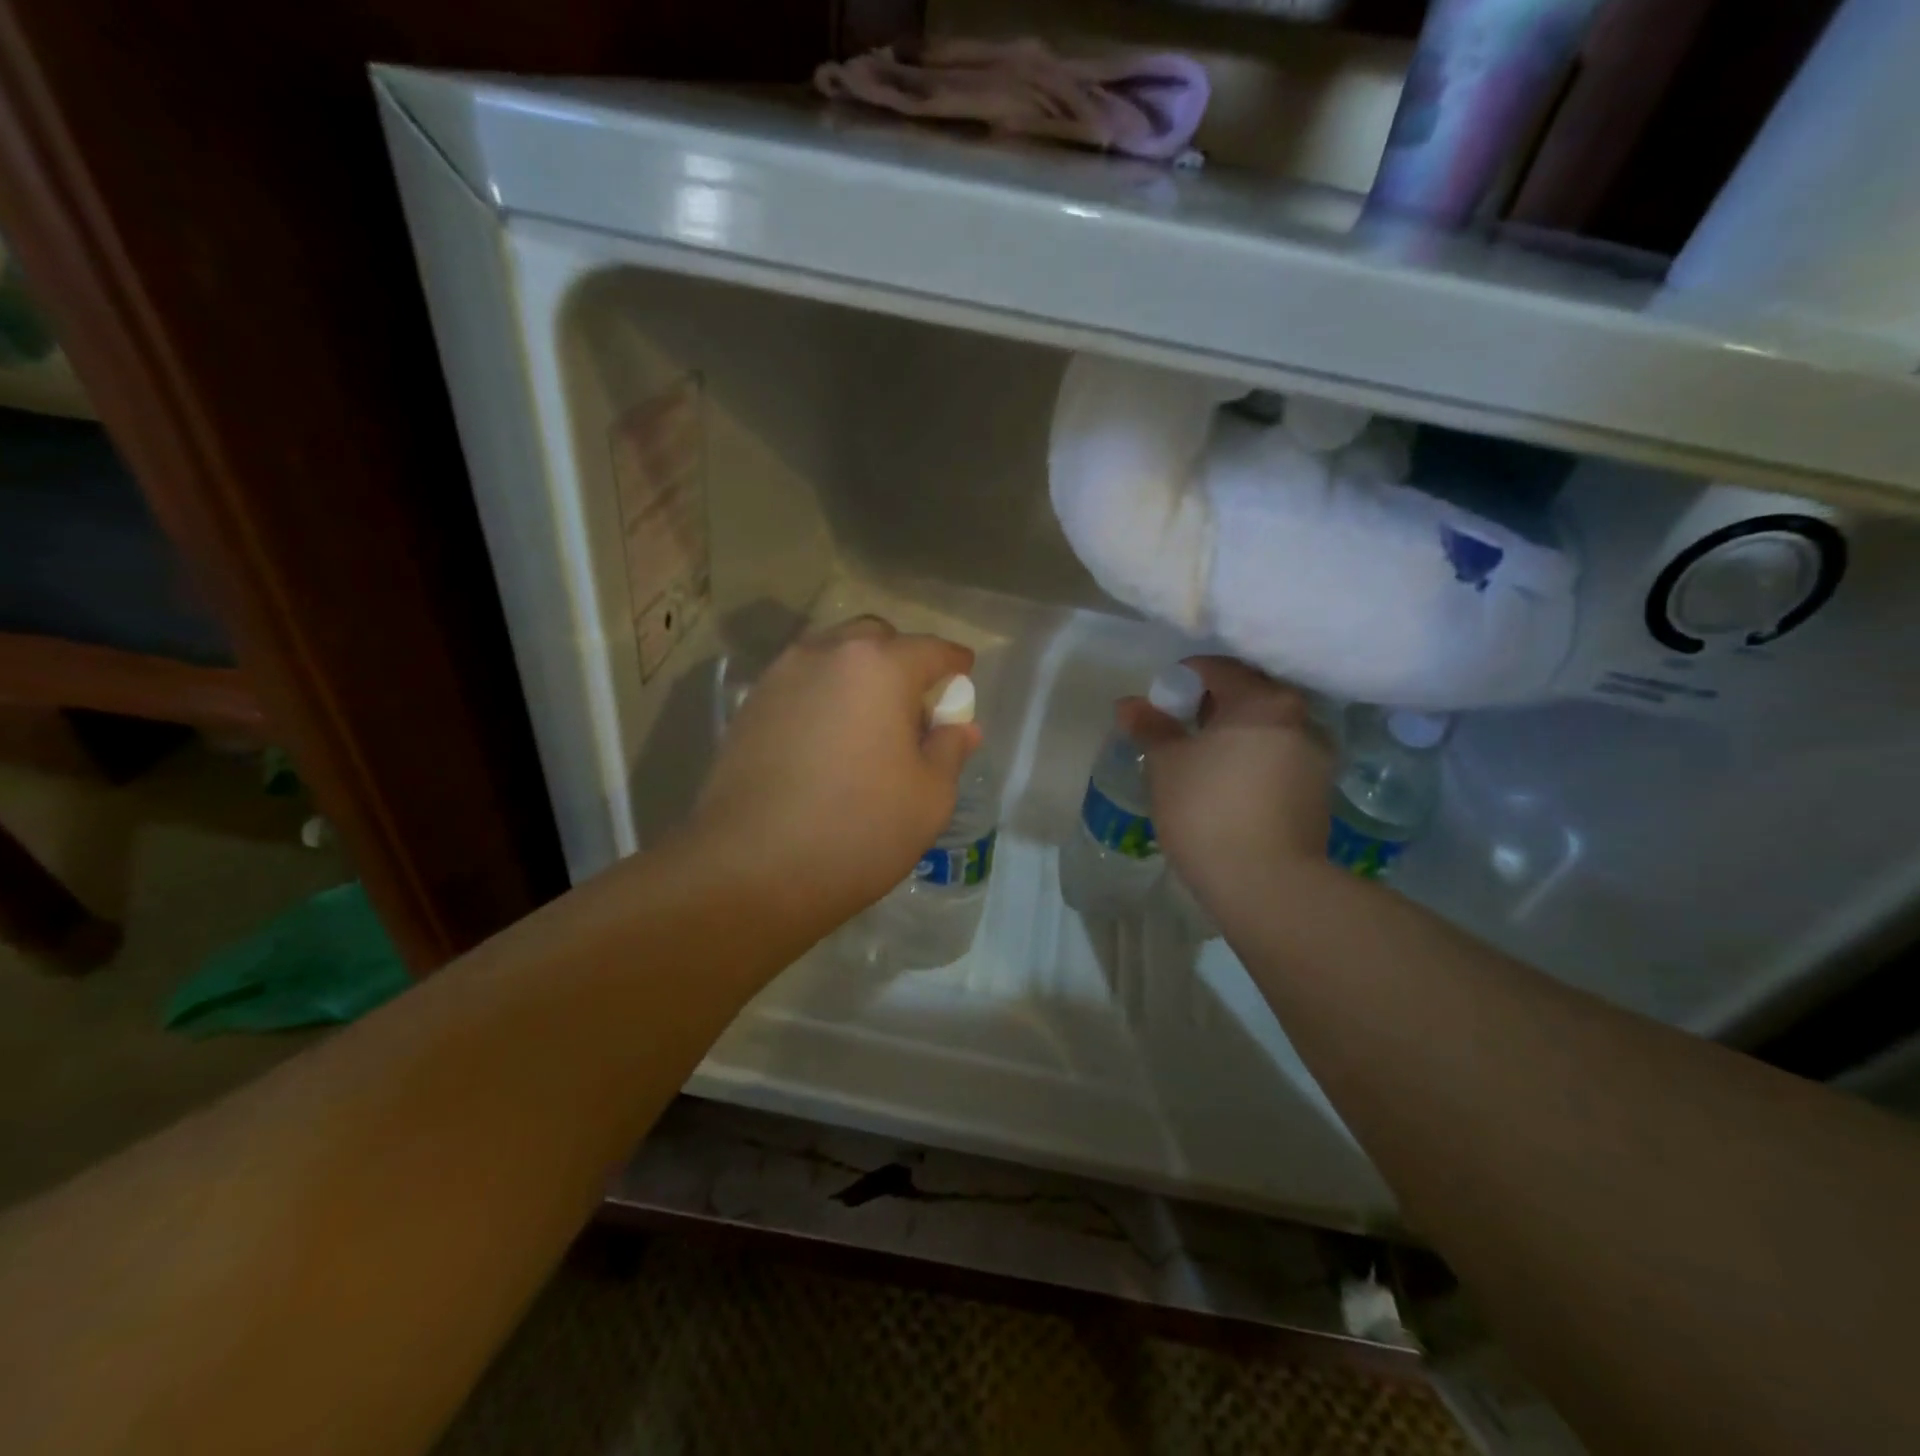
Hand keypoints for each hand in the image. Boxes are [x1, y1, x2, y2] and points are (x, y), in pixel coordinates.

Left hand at [689, 617, 980, 928]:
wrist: (751, 868)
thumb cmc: (859, 829)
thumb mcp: (930, 797)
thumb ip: (950, 750)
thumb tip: (960, 727)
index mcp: (879, 667)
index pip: (930, 649)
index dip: (953, 663)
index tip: (962, 676)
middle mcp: (826, 654)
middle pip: (875, 639)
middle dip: (901, 659)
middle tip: (912, 704)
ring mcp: (780, 677)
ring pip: (831, 655)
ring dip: (858, 674)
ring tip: (867, 721)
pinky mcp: (750, 706)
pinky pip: (800, 684)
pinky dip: (823, 695)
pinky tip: (826, 738)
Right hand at [1116, 657, 1332, 900]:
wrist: (1266, 884)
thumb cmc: (1207, 810)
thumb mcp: (1167, 764)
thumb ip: (1150, 727)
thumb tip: (1128, 704)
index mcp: (1264, 700)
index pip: (1217, 669)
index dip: (1181, 681)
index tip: (1159, 707)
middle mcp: (1302, 718)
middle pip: (1248, 695)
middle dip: (1209, 707)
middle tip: (1177, 732)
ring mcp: (1317, 757)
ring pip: (1266, 729)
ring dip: (1234, 736)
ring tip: (1201, 763)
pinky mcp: (1320, 792)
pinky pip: (1279, 759)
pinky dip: (1252, 761)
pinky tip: (1228, 788)